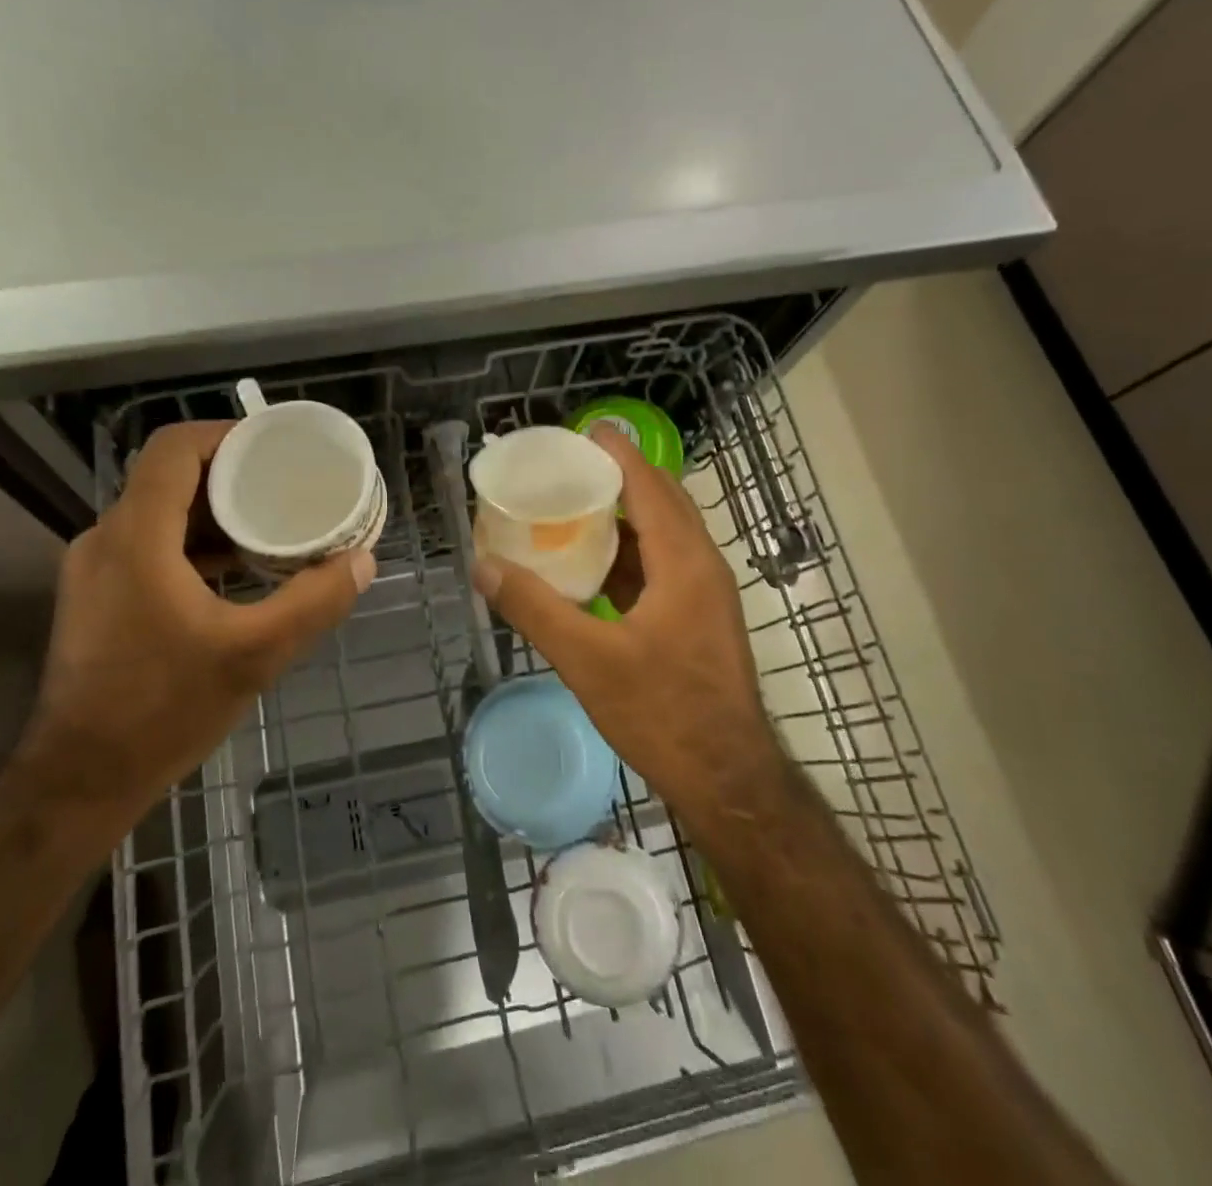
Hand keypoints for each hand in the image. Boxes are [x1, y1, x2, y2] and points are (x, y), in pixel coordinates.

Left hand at [20, 421, 374, 834]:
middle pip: (168, 478)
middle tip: (284, 486)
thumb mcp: (255, 654)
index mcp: (137, 536)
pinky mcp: (96, 598)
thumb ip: (314, 601)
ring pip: (158, 513)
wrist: (80, 780)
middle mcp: (106, 539)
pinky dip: (192, 544)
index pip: (173, 448)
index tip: (274, 447)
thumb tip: (363, 561)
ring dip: (212, 513)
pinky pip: (149, 546)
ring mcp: (95, 570)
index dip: (225, 435)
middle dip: (229, 475)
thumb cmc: (164, 710)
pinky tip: (233, 572)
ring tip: (268, 526)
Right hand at [472, 425, 782, 838]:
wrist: (728, 780)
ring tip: (573, 510)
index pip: (650, 486)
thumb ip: (534, 609)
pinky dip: (630, 555)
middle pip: (662, 503)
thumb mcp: (588, 660)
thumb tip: (483, 566)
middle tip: (570, 469)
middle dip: (620, 479)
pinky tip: (593, 569)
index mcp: (684, 562)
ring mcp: (706, 596)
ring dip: (624, 518)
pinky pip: (663, 567)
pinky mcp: (700, 620)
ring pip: (664, 537)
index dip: (619, 454)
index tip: (585, 431)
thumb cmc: (663, 712)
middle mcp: (702, 567)